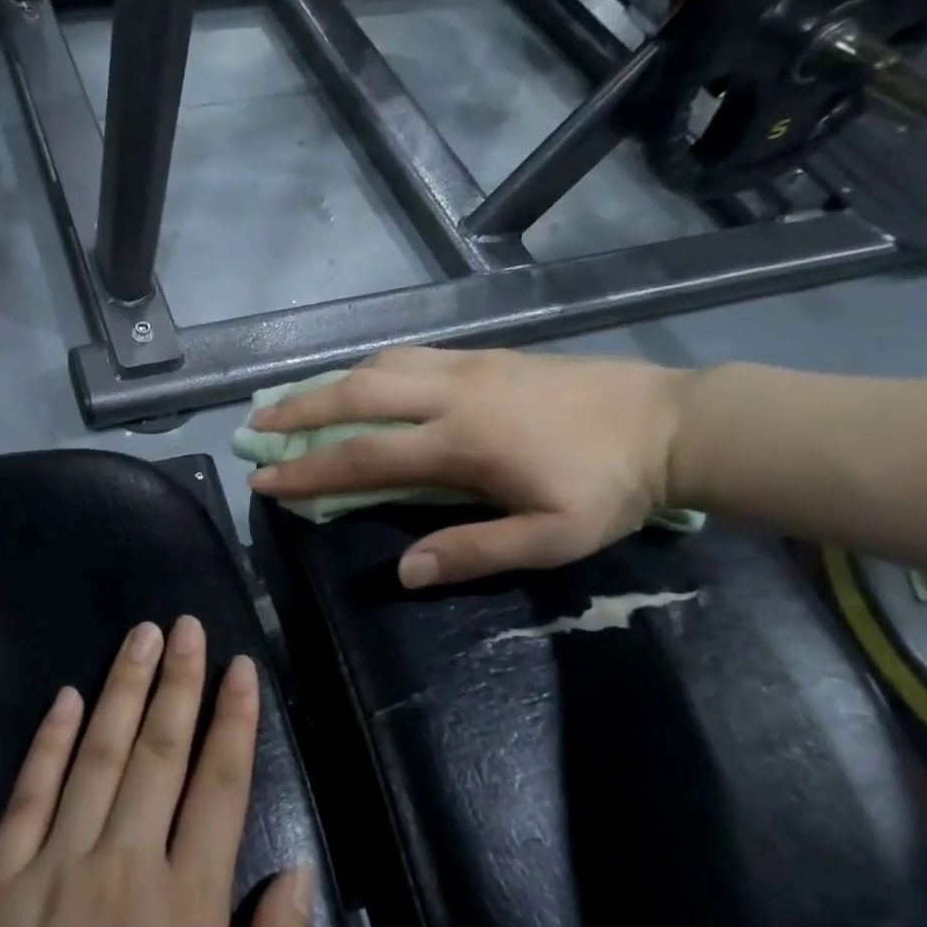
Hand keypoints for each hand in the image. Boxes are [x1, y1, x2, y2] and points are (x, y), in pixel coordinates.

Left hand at [0, 617, 315, 926]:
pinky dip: (50, 742)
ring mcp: (54, 870)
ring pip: (98, 756)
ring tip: (142, 637)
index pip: (221, 785)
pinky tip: (68, 699)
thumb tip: (297, 872)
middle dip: (179, 681)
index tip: (241, 667)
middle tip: (188, 627)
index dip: (234, 720)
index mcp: (188, 908)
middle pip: (161, 752)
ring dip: (124, 690)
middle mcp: (124, 867)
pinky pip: (28, 796)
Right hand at [248, 346, 689, 586]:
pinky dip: (369, 367)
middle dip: (298, 408)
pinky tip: (360, 379)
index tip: (264, 477)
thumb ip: (473, 551)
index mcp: (461, 442)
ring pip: (378, 365)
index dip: (308, 469)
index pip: (364, 455)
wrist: (670, 423)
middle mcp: (451, 394)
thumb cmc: (609, 487)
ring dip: (329, 382)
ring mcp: (466, 366)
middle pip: (356, 394)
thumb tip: (405, 571)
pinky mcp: (483, 355)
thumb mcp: (550, 538)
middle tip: (256, 421)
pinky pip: (408, 354)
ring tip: (295, 399)